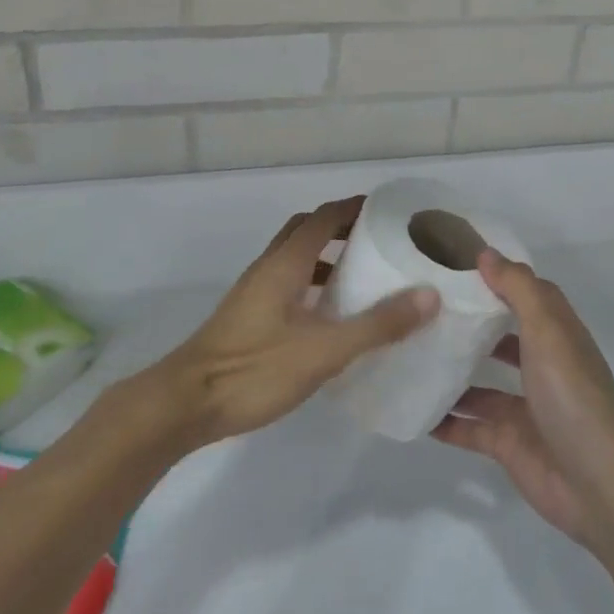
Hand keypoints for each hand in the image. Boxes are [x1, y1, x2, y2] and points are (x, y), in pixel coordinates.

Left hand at [158, 198, 440, 446]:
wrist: (184, 405)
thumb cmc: (254, 369)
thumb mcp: (324, 350)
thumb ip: (377, 324)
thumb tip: (429, 295)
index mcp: (285, 262)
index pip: (324, 217)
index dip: (354, 207)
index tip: (388, 211)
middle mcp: (268, 268)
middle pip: (306, 230)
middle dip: (341, 228)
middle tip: (378, 241)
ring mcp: (253, 293)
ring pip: (294, 258)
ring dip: (325, 258)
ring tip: (361, 278)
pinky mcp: (247, 318)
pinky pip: (286, 284)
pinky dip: (311, 285)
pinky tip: (327, 319)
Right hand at [431, 251, 613, 550]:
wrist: (597, 484)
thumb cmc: (572, 395)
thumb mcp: (546, 331)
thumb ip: (517, 289)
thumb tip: (486, 254)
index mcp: (557, 335)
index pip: (528, 295)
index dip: (500, 278)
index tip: (457, 266)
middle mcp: (542, 367)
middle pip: (503, 338)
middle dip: (471, 326)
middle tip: (425, 311)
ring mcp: (524, 407)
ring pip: (482, 385)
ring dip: (453, 373)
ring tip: (411, 356)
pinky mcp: (508, 443)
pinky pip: (470, 427)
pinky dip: (445, 421)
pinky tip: (414, 410)